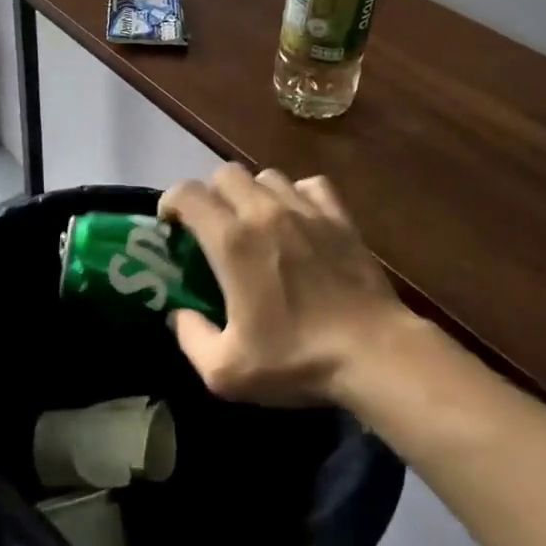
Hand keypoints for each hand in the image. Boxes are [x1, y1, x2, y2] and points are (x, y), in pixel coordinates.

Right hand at [160, 165, 417, 407]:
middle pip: (225, 173)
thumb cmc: (297, 360)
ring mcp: (306, 210)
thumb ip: (190, 339)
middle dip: (210, 194)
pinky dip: (296, 195)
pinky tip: (297, 220)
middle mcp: (264, 212)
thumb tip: (179, 315)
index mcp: (232, 242)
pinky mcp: (340, 217)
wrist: (374, 354)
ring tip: (255, 223)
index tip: (170, 225)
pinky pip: (310, 185)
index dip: (170, 202)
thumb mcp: (226, 371)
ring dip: (252, 193)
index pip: (187, 193)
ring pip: (266, 175)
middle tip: (212, 227)